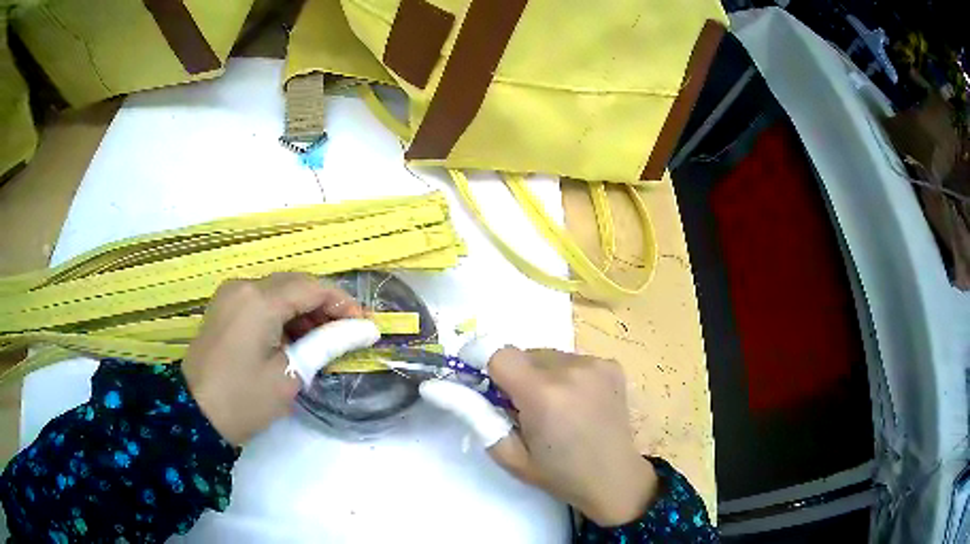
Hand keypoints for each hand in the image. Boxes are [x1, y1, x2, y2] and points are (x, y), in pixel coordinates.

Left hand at [182, 272, 377, 445]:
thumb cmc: (244, 399)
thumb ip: (328, 343)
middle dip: (324, 307)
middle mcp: (243, 286)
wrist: (194, 415)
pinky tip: (294, 339)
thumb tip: (367, 329)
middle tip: (347, 334)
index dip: (343, 303)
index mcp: (259, 299)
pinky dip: (282, 316)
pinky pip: (261, 301)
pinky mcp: (224, 308)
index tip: (365, 326)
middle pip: (294, 285)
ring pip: (278, 292)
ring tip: (323, 341)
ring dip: (303, 312)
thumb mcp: (290, 374)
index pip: (311, 288)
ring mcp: (230, 294)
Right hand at [420, 343, 658, 526]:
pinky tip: (575, 403)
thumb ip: (473, 414)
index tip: (483, 386)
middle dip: (513, 376)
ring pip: (546, 355)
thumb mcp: (508, 453)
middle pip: (522, 353)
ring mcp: (596, 364)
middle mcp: (572, 369)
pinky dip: (563, 376)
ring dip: (539, 375)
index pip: (497, 352)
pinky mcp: (610, 364)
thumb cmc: (557, 474)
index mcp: (544, 395)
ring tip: (552, 409)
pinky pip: (570, 359)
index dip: (483, 365)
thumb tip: (435, 386)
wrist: (614, 478)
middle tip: (521, 409)